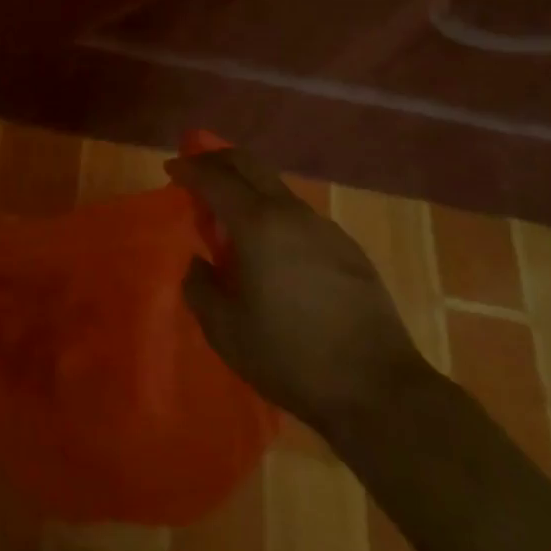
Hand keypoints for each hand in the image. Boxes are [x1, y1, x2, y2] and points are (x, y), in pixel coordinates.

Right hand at [169, 147, 427, 437]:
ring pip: (277, 188)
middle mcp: (292, 213)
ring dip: (248, 189)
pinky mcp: (349, 250)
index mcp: (257, 224)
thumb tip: (198, 263)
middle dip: (217, 160)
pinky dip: (275, 215)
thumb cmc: (291, 356)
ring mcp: (325, 229)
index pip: (215, 177)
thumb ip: (200, 287)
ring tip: (232, 219)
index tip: (171, 171)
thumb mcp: (225, 330)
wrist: (379, 390)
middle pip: (249, 164)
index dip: (189, 169)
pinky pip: (300, 216)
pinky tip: (273, 251)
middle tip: (196, 173)